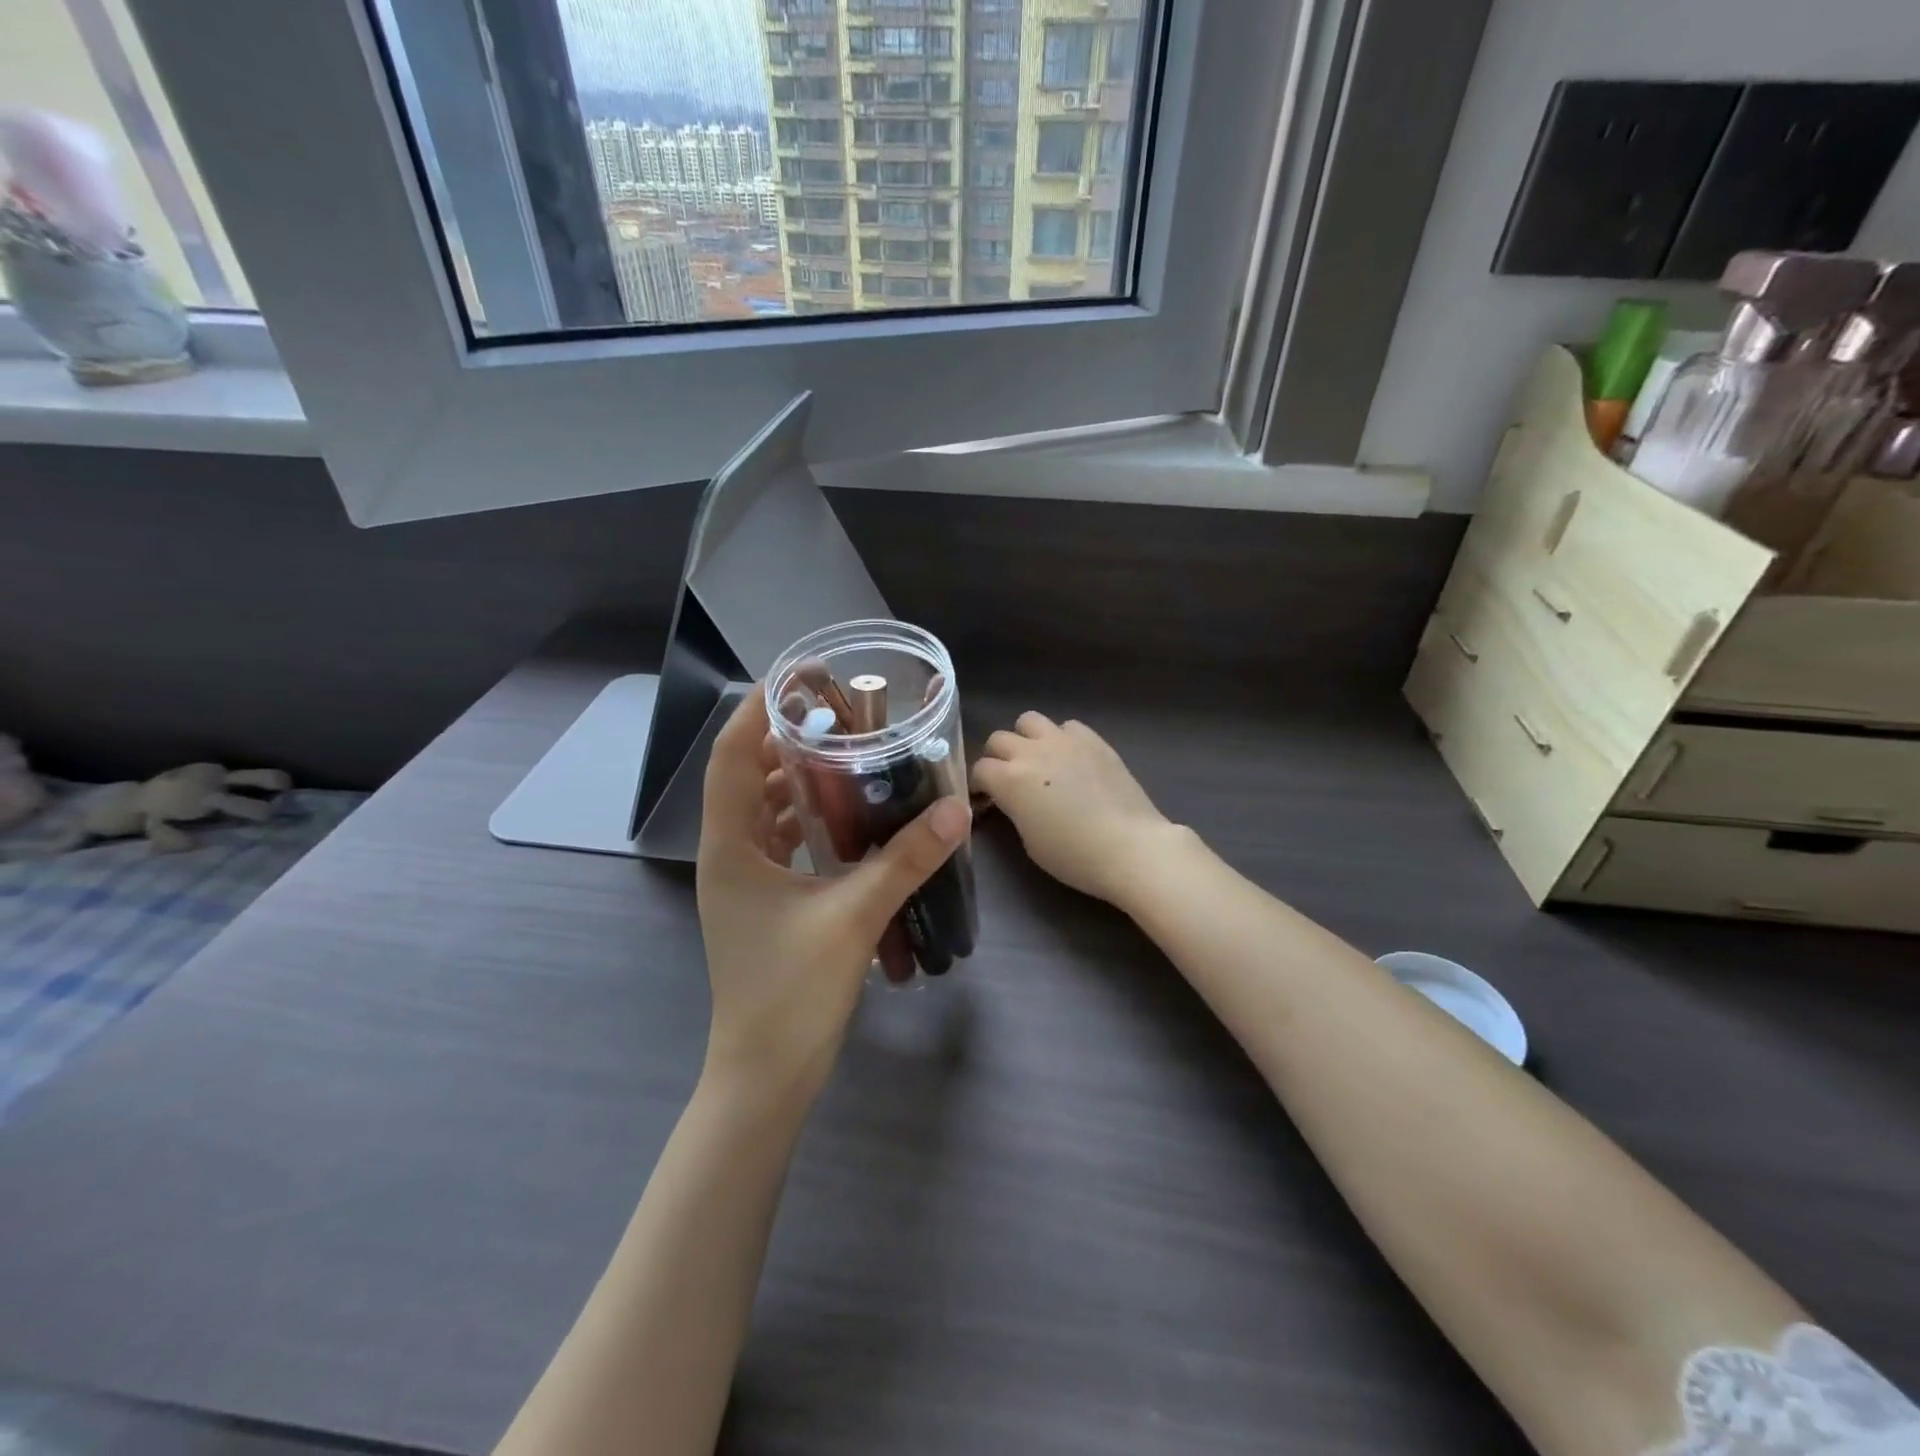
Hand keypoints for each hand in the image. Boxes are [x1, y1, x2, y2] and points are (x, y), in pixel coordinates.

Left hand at [696, 689, 970, 1100]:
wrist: (765, 1075)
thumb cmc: (792, 993)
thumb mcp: (855, 917)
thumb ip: (906, 859)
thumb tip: (956, 807)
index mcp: (731, 846)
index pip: (731, 757)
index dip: (756, 711)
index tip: (795, 679)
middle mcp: (728, 854)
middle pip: (747, 777)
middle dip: (786, 740)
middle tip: (838, 715)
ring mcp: (742, 881)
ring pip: (763, 811)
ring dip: (798, 781)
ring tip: (847, 756)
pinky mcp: (761, 902)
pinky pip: (778, 841)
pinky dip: (807, 819)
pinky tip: (848, 818)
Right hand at [971, 713, 1182, 905]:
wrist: (1130, 847)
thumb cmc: (1074, 855)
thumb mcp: (1029, 840)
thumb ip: (1014, 809)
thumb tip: (1013, 800)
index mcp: (1009, 779)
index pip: (980, 769)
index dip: (979, 784)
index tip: (986, 798)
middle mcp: (1031, 751)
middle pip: (999, 739)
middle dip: (997, 757)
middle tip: (1009, 778)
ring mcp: (1064, 740)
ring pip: (1030, 720)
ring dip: (1027, 738)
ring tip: (1038, 759)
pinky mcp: (1094, 739)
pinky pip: (1067, 726)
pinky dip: (1062, 738)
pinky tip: (1071, 758)